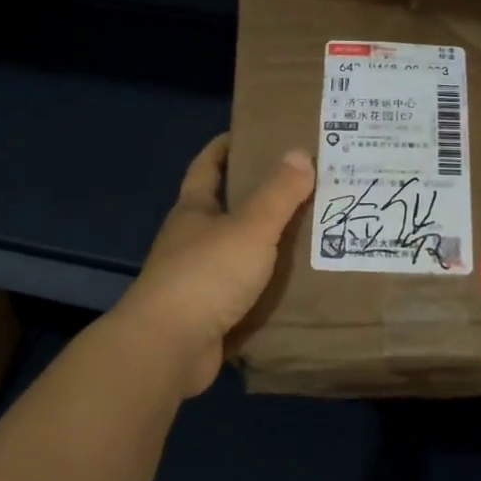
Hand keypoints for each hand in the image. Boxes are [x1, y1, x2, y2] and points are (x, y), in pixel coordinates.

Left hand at [119, 135, 314, 395]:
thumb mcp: (251, 228)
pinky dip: (266, 287)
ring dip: (266, 245)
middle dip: (257, 196)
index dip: (224, 147)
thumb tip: (299, 152)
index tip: (251, 133)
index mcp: (193, 211)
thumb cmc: (207, 275)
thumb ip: (278, 193)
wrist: (169, 347)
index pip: (207, 167)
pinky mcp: (208, 314)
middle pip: (225, 209)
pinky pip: (244, 292)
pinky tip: (297, 285)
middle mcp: (191, 240)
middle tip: (304, 185)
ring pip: (237, 252)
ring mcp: (197, 280)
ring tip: (311, 234)